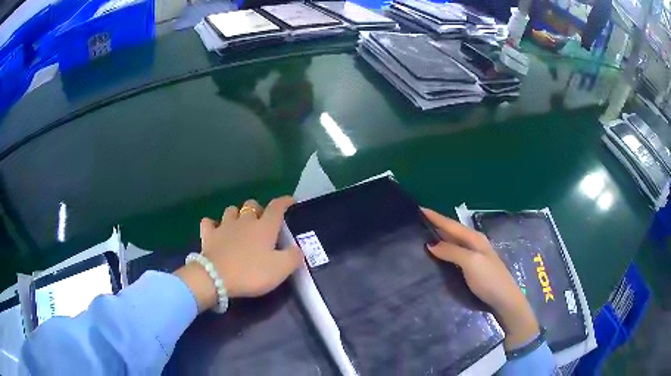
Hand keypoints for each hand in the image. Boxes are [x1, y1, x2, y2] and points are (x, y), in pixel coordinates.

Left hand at [175, 196, 302, 311]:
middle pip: (251, 205)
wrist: (216, 278)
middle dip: (258, 209)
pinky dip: (213, 224)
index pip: (277, 207)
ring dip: (237, 214)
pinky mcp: (208, 235)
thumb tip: (298, 249)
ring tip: (240, 225)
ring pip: (231, 210)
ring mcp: (224, 226)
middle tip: (262, 222)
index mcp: (264, 227)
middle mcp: (244, 221)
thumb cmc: (251, 272)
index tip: (291, 201)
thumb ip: (294, 257)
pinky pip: (209, 223)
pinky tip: (216, 230)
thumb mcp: (281, 269)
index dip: (285, 201)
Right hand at [421, 208, 539, 349]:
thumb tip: (430, 244)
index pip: (451, 224)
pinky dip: (445, 247)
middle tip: (418, 220)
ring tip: (424, 233)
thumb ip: (451, 251)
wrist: (504, 298)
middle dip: (437, 223)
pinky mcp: (473, 265)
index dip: (435, 217)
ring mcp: (475, 254)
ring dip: (440, 235)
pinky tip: (438, 252)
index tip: (419, 208)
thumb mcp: (471, 263)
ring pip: (454, 240)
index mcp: (474, 238)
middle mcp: (474, 242)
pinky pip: (455, 250)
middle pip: (452, 230)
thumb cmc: (488, 279)